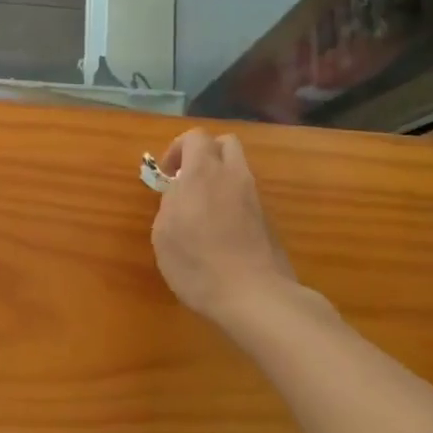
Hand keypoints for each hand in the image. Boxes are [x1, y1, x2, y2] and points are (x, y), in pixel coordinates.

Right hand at [151, 130, 297, 331]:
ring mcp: (255, 197)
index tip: (167, 175)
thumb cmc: (197, 263)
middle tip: (188, 181)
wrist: (254, 295)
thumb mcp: (164, 234)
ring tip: (203, 210)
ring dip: (220, 179)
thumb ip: (169, 203)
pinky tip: (221, 232)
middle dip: (205, 154)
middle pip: (225, 144)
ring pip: (238, 170)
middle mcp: (232, 176)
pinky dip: (233, 202)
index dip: (178, 149)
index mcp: (203, 172)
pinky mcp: (268, 220)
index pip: (195, 137)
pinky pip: (247, 196)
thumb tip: (178, 194)